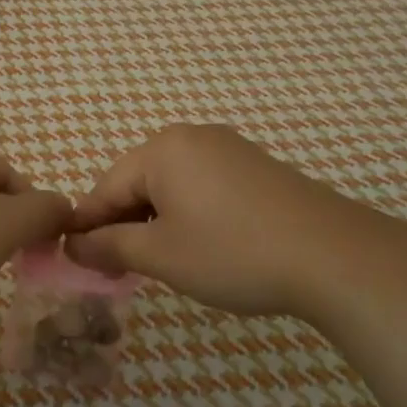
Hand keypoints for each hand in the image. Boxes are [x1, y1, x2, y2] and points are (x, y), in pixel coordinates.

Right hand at [65, 124, 406, 319]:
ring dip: (155, 222)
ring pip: (171, 185)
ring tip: (159, 262)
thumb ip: (109, 246)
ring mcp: (229, 149)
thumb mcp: (162, 255)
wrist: (334, 256)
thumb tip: (72, 245)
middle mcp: (193, 137)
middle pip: (138, 182)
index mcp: (163, 149)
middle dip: (123, 224)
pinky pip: (203, 186)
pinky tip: (199, 245)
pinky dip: (189, 215)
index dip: (88, 227)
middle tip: (118, 269)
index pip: (106, 187)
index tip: (74, 261)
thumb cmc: (234, 253)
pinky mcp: (256, 168)